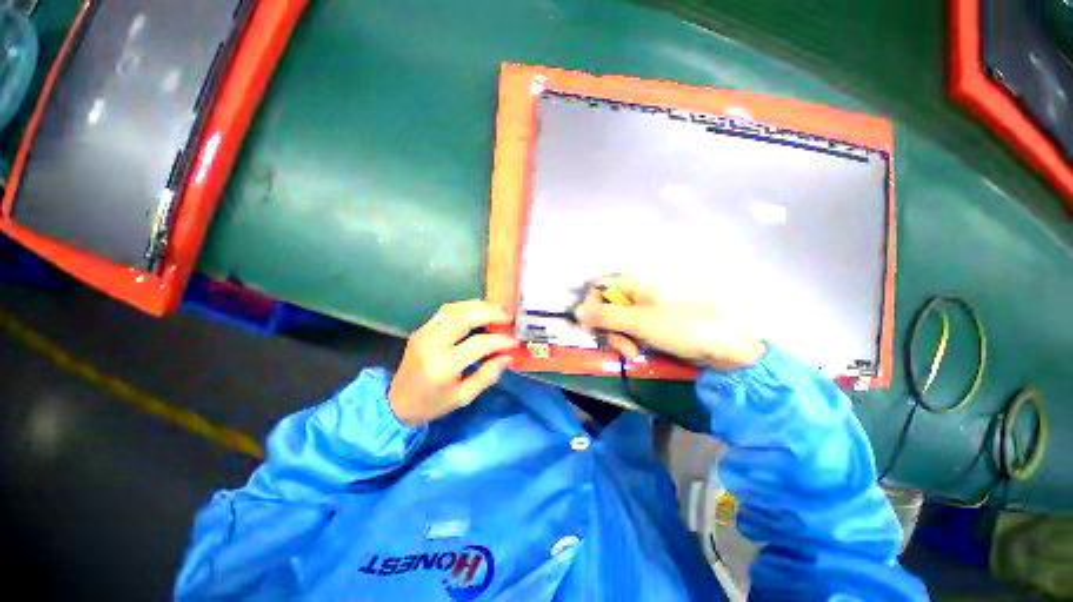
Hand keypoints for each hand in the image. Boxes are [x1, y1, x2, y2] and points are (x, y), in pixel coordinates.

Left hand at [389, 300, 517, 426]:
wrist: (396, 403)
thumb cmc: (433, 404)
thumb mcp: (463, 397)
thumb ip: (487, 375)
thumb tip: (508, 356)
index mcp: (443, 366)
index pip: (478, 344)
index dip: (500, 340)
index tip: (515, 341)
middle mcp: (432, 344)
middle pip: (464, 317)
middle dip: (490, 313)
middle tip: (508, 316)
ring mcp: (424, 333)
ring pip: (454, 309)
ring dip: (478, 306)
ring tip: (497, 309)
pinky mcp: (421, 329)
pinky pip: (446, 311)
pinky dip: (466, 307)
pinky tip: (479, 310)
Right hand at [573, 276, 765, 371]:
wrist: (725, 350)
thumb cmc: (684, 329)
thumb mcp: (640, 322)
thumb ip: (606, 316)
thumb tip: (576, 311)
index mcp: (636, 285)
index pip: (600, 287)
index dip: (592, 306)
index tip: (594, 326)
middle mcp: (636, 294)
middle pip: (605, 307)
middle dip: (607, 329)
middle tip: (620, 346)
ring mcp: (643, 311)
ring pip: (614, 322)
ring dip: (618, 339)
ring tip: (632, 353)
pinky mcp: (649, 326)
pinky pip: (627, 332)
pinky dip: (628, 343)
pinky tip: (637, 353)